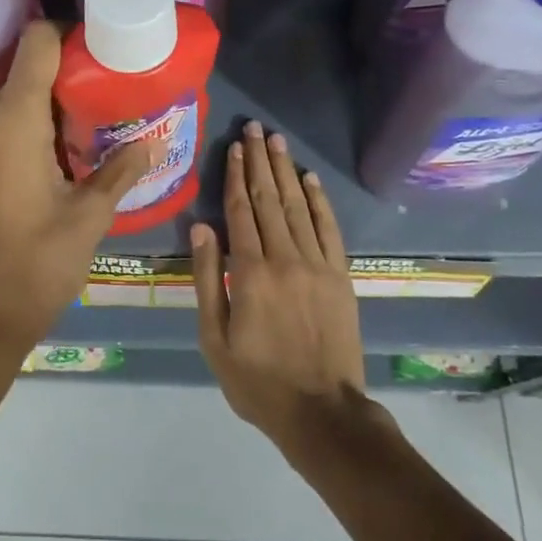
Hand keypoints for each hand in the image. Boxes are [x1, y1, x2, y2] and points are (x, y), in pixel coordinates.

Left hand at [0, 20, 152, 354]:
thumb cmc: (34, 265)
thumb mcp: (89, 217)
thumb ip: (121, 171)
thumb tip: (152, 143)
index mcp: (13, 118)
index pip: (38, 41)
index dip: (73, 34)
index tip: (109, 49)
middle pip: (30, 66)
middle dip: (74, 71)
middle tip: (119, 87)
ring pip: (18, 95)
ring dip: (56, 100)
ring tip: (102, 118)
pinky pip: (6, 121)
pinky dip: (37, 122)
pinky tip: (70, 149)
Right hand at [192, 120, 365, 448]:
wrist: (321, 412)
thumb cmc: (257, 380)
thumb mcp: (215, 338)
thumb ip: (208, 279)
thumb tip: (201, 228)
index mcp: (250, 272)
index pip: (240, 211)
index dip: (235, 175)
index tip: (233, 147)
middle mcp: (285, 258)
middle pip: (269, 199)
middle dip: (259, 161)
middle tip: (255, 128)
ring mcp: (318, 265)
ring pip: (298, 206)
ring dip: (286, 171)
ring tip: (277, 141)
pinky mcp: (341, 276)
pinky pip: (329, 229)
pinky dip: (319, 201)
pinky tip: (309, 179)